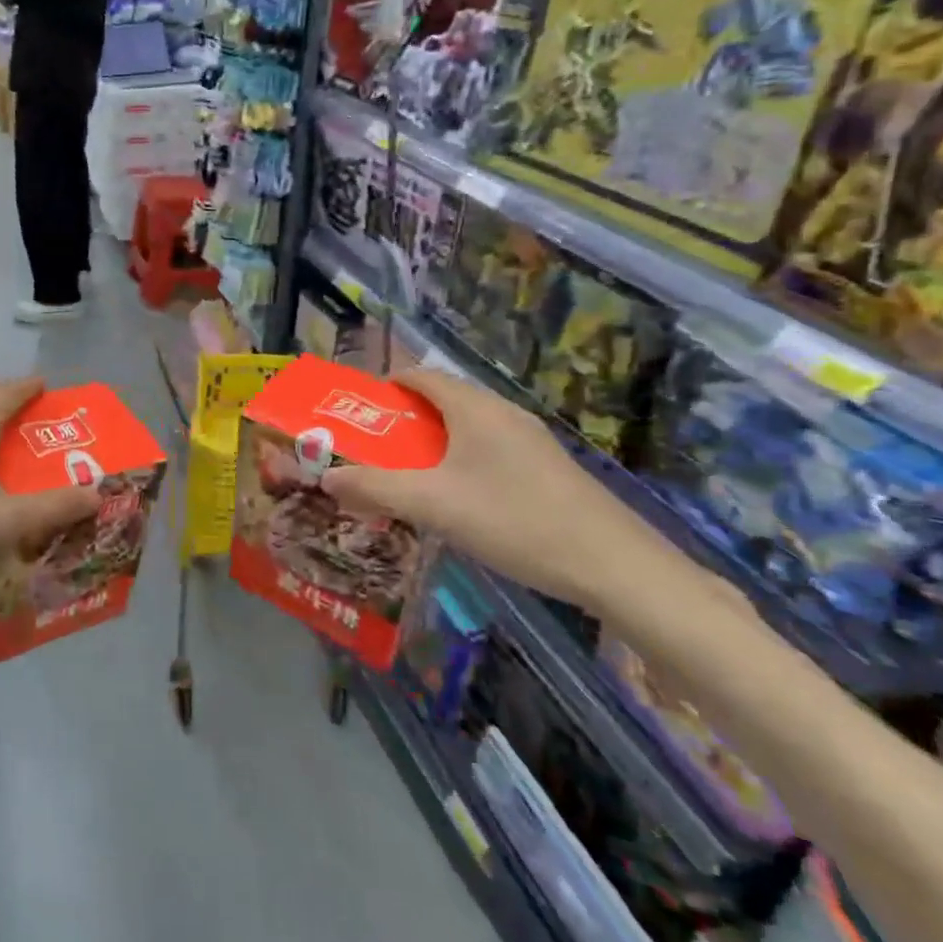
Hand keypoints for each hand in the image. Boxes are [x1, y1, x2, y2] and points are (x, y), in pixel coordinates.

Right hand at [320, 367, 683, 616]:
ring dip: (431, 444)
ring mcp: (530, 440)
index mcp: (474, 407)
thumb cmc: (515, 521)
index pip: (419, 375)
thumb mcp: (434, 506)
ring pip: (466, 427)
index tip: (356, 415)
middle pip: (442, 400)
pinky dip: (459, 460)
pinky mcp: (546, 467)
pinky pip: (488, 449)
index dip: (383, 387)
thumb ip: (375, 488)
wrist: (615, 566)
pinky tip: (456, 500)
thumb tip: (326, 477)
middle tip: (373, 451)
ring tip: (406, 477)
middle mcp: (502, 413)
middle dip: (402, 421)